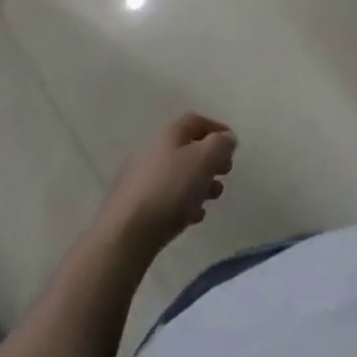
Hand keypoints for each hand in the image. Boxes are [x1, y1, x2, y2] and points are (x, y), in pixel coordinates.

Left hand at [97, 113, 236, 258]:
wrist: (124, 236)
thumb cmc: (169, 190)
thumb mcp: (204, 159)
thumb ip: (220, 145)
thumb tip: (226, 139)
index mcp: (168, 135)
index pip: (196, 121)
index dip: (217, 129)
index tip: (233, 145)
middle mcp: (152, 151)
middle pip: (186, 149)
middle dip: (209, 160)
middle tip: (225, 173)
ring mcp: (139, 180)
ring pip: (177, 175)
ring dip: (199, 182)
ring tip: (213, 198)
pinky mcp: (133, 207)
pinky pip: (164, 198)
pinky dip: (182, 202)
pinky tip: (193, 217)